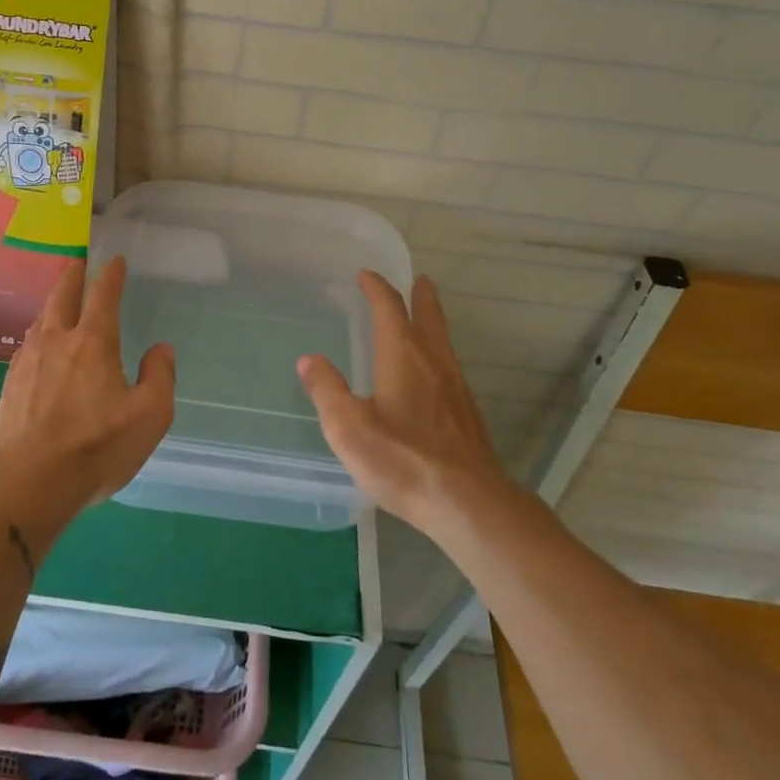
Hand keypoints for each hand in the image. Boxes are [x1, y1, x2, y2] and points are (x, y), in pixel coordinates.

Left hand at [0, 258, 175, 526]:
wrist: (28, 483)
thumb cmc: (96, 447)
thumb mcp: (149, 416)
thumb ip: (159, 377)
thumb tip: (160, 349)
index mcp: (94, 341)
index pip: (104, 294)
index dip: (111, 274)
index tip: (115, 260)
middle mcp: (58, 340)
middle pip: (63, 295)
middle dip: (74, 275)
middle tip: (79, 263)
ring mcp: (28, 360)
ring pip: (41, 318)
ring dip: (53, 303)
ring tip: (60, 303)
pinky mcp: (10, 384)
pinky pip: (28, 345)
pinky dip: (39, 333)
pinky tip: (39, 347)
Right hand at [298, 272, 505, 534]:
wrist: (470, 503)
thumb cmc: (403, 461)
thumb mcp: (349, 428)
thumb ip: (327, 391)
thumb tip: (309, 359)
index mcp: (403, 356)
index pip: (389, 309)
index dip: (377, 288)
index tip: (366, 275)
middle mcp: (434, 362)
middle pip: (428, 317)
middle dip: (420, 296)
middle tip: (419, 279)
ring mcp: (456, 388)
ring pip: (443, 342)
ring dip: (433, 322)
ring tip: (425, 318)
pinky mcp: (467, 414)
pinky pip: (450, 367)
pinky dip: (438, 353)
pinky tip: (434, 374)